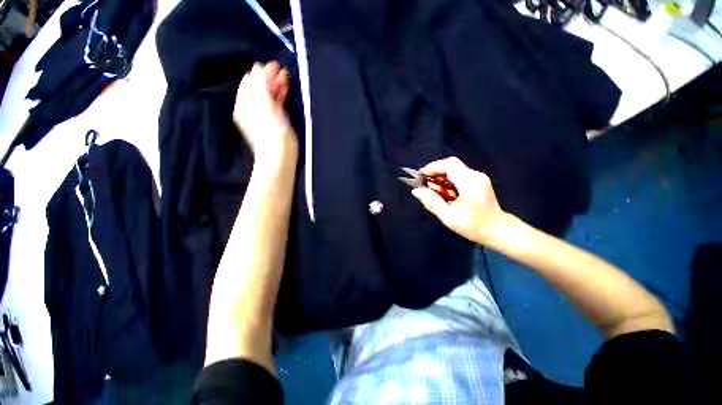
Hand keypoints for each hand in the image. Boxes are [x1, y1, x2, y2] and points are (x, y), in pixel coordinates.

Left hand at [233, 62, 297, 160]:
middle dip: (269, 79)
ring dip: (275, 87)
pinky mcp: (272, 123)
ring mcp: (262, 116)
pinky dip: (278, 97)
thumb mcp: (265, 106)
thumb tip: (258, 68)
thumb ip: (261, 86)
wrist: (280, 157)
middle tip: (282, 70)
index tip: (275, 66)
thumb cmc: (272, 132)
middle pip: (258, 89)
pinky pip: (274, 105)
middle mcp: (250, 109)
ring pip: (267, 97)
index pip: (250, 82)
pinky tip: (284, 90)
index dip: (262, 72)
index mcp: (244, 104)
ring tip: (286, 77)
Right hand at [411, 157, 506, 244]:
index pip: (449, 164)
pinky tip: (443, 194)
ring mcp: (478, 178)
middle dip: (435, 174)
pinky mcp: (478, 182)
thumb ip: (431, 202)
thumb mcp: (449, 216)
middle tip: (424, 186)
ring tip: (432, 192)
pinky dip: (448, 183)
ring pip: (454, 171)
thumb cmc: (474, 226)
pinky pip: (458, 177)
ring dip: (441, 179)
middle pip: (451, 166)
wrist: (499, 231)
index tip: (420, 176)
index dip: (433, 167)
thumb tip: (416, 190)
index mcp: (470, 182)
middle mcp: (475, 176)